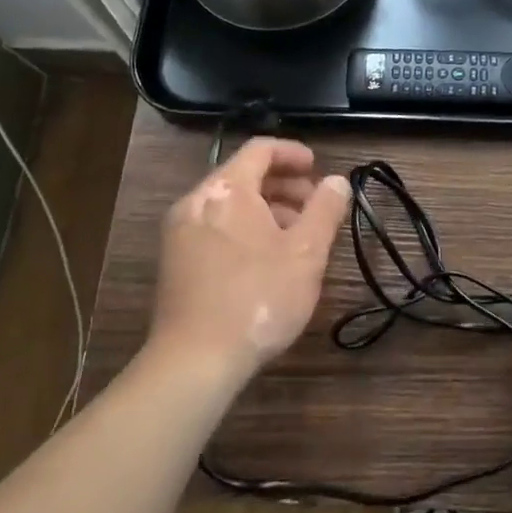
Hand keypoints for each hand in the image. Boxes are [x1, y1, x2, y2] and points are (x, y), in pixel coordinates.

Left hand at [150, 138, 350, 384]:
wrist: (193, 363)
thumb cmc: (257, 297)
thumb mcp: (306, 252)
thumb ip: (325, 209)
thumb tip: (338, 181)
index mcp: (227, 189)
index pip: (260, 149)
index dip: (292, 153)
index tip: (317, 167)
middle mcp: (196, 201)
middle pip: (244, 176)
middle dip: (283, 186)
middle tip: (314, 206)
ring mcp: (179, 233)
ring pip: (230, 205)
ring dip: (266, 210)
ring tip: (296, 238)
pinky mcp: (174, 264)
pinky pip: (215, 228)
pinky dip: (244, 230)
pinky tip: (266, 261)